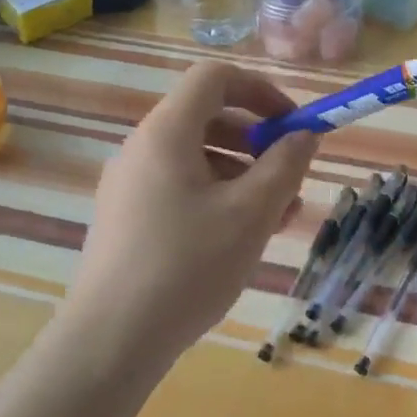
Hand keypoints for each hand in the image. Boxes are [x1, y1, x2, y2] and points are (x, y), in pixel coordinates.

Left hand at [66, 62, 319, 369]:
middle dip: (257, 142)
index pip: (214, 78)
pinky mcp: (126, 218)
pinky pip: (178, 189)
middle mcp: (141, 148)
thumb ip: (284, 166)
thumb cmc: (188, 266)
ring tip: (277, 219)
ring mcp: (128, 185)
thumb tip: (304, 135)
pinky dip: (215, 199)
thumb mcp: (250, 214)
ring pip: (196, 160)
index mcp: (166, 133)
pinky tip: (239, 239)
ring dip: (242, 176)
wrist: (111, 339)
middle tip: (290, 179)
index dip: (260, 91)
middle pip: (206, 119)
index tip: (293, 127)